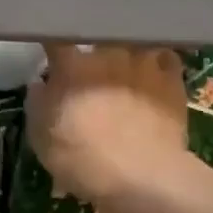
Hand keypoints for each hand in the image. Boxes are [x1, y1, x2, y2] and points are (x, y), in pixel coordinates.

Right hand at [26, 44, 189, 207]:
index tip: (49, 45)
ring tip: (126, 64)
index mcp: (72, 67)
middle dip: (93, 45)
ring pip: (134, 42)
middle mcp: (109, 55)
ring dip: (127, 50)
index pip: (55, 38)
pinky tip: (156, 75)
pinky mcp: (173, 81)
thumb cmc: (82, 158)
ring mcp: (145, 65)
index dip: (51, 38)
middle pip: (99, 35)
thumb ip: (38, 104)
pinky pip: (166, 60)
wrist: (143, 176)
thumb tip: (41, 83)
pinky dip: (159, 64)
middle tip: (91, 62)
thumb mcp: (41, 138)